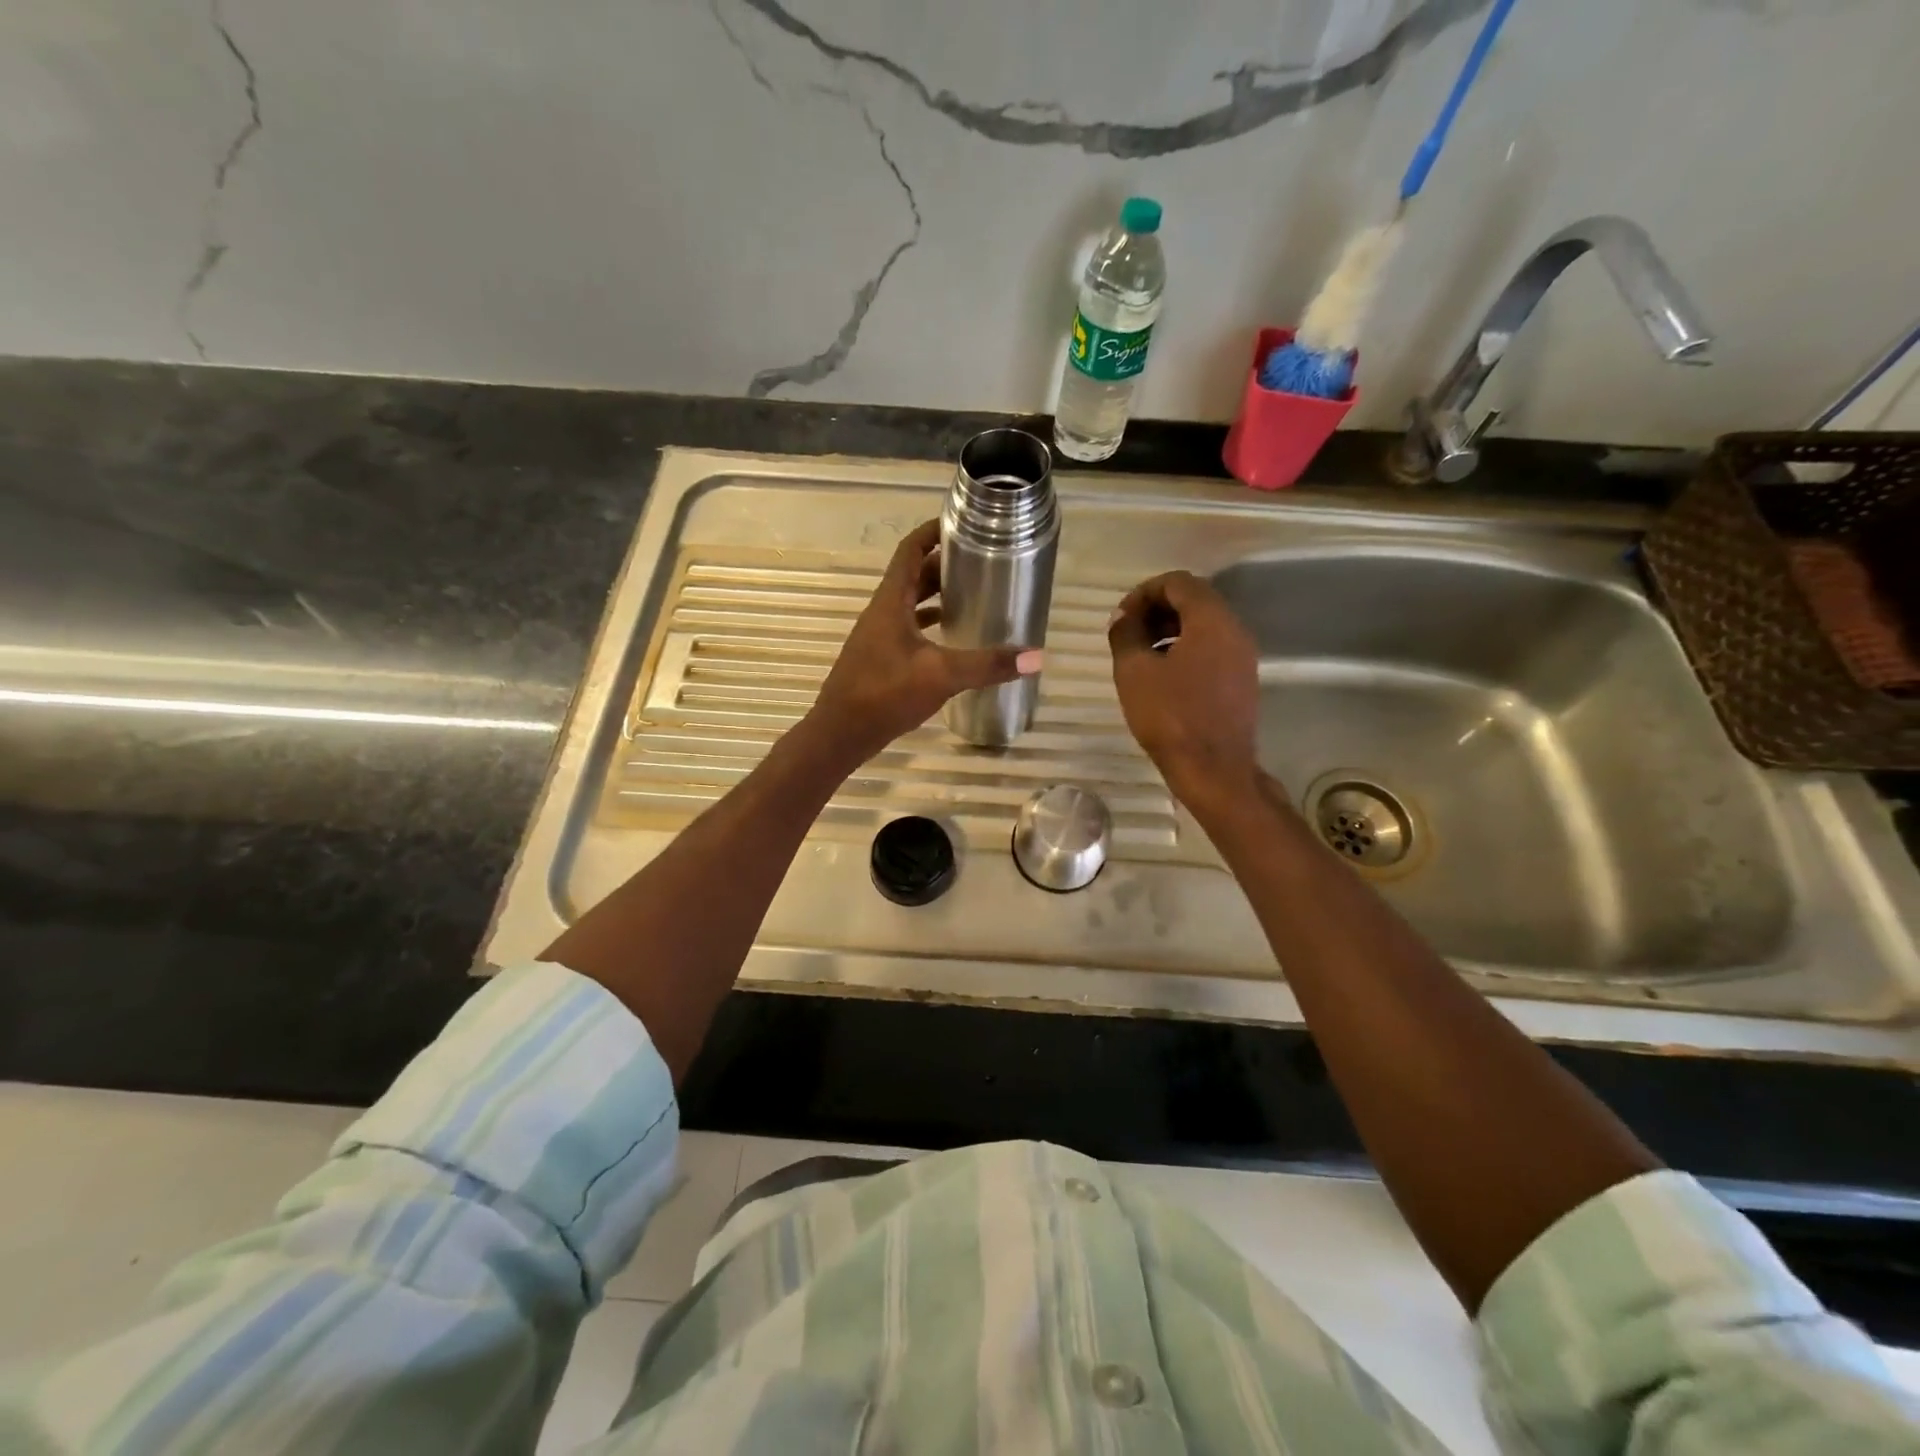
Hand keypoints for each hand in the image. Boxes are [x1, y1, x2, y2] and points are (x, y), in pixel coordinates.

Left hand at [809, 519, 1041, 765]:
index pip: (910, 550)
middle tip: (980, 562)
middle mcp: (882, 612)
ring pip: (910, 604)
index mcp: (890, 602)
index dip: (932, 531)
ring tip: (972, 595)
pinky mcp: (880, 660)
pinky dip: (929, 625)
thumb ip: (987, 665)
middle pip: (912, 575)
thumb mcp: (940, 676)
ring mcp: (878, 637)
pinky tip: (952, 639)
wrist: (840, 734)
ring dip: (936, 595)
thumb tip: (1036, 657)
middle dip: (944, 565)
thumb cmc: (884, 695)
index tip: (962, 523)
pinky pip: (908, 629)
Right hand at [1109, 570, 1262, 812]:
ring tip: (1139, 655)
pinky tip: (1161, 676)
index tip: (1121, 618)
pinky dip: (1185, 649)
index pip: (1178, 582)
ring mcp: (1242, 656)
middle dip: (1156, 609)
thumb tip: (1123, 618)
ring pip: (1203, 626)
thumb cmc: (1171, 717)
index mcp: (1211, 620)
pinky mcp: (1241, 680)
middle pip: (1194, 600)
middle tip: (1127, 633)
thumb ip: (1125, 635)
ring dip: (1169, 630)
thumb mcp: (1134, 672)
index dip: (1144, 592)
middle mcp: (1234, 630)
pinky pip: (1211, 648)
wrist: (1214, 770)